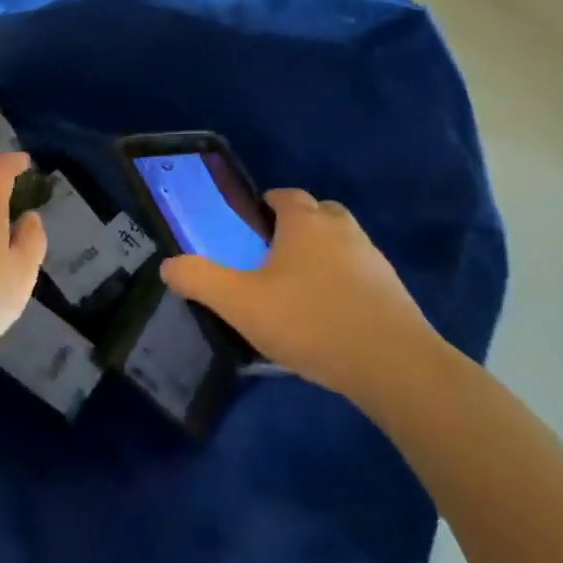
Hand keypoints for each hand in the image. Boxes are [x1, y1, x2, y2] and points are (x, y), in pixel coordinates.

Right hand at [160, 188, 436, 402]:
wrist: (395, 367)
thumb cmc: (309, 321)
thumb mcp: (239, 303)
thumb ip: (199, 279)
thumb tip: (167, 265)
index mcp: (305, 223)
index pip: (285, 195)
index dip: (265, 205)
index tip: (249, 227)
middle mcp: (343, 231)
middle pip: (319, 213)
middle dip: (297, 226)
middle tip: (272, 256)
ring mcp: (375, 260)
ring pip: (343, 243)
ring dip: (323, 255)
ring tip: (299, 290)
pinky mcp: (394, 293)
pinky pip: (361, 275)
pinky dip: (345, 284)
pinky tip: (329, 316)